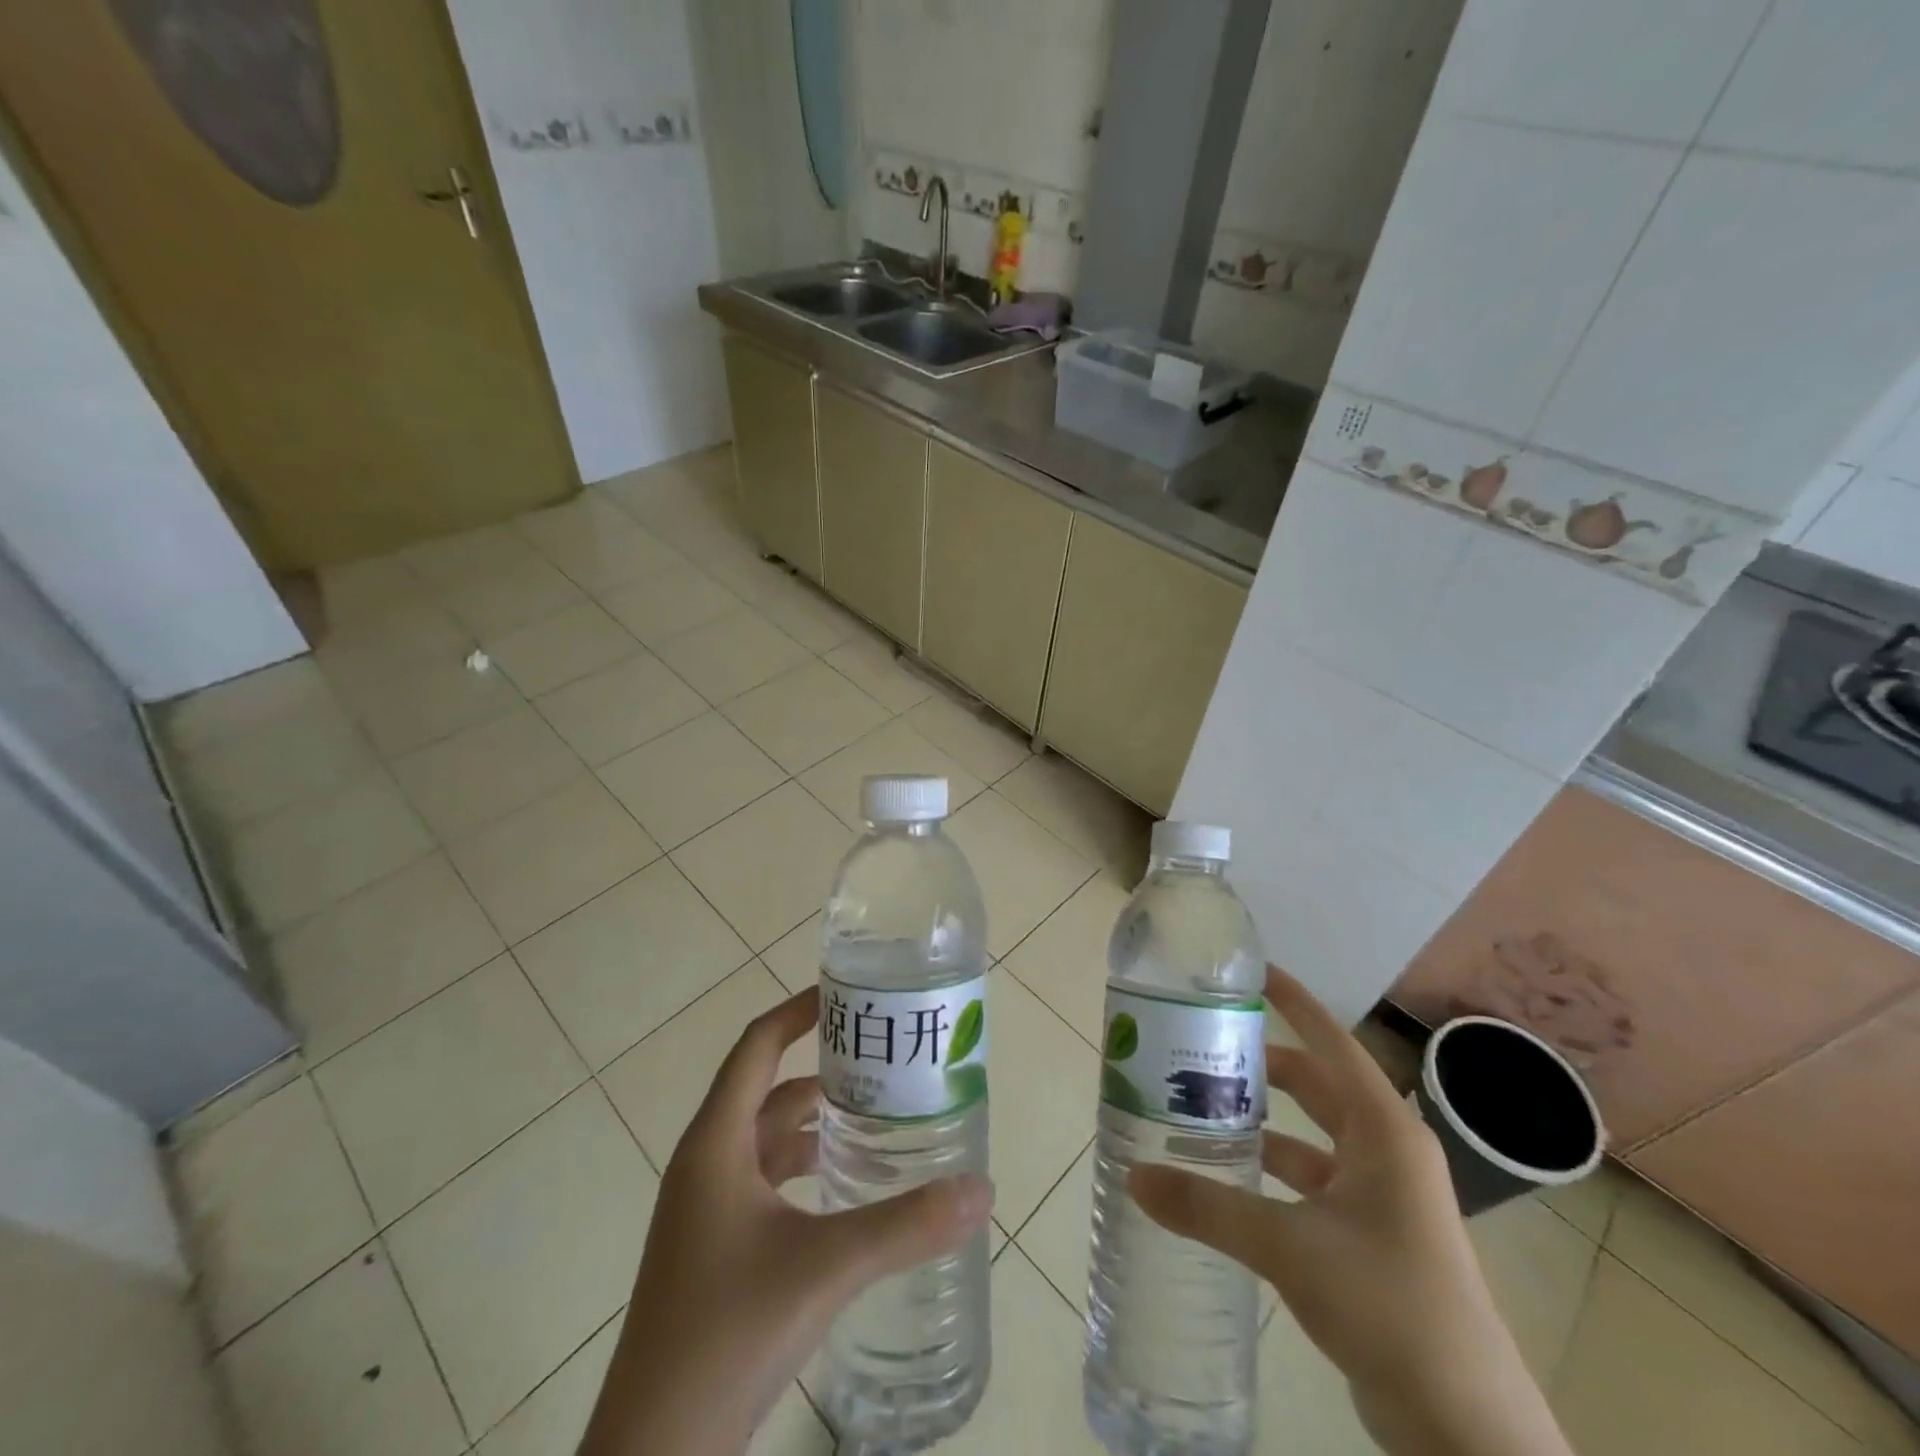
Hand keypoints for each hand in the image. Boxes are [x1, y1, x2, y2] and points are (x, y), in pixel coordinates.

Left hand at [579, 987, 993, 1455]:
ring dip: (815, 1121)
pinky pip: (764, 1181)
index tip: (846, 995)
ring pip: (767, 1138)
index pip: (757, 1046)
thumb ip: (906, 1226)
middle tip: (882, 1059)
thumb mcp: (825, 1268)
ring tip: (876, 1114)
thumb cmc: (727, 1334)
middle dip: (822, 1069)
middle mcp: (706, 1163)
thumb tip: (981, 1189)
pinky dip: (803, 1166)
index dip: (797, 1011)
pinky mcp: (715, 1247)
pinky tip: (846, 1186)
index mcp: (715, 1144)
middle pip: (767, 1089)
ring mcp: (706, 1208)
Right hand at [1130, 965, 1571, 1455]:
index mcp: (1383, 1131)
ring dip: (1263, 1122)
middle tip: (1203, 1046)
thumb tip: (1133, 1176)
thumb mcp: (1289, 1246)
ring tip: (1201, 1107)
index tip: (1253, 971)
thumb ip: (1207, 1207)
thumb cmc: (1388, 1304)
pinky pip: (1311, 1182)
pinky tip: (1229, 1177)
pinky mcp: (1371, 1237)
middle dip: (1262, 1065)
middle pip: (1316, 1086)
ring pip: (1310, 1137)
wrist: (1464, 1428)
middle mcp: (1385, 1151)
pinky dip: (1273, 1172)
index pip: (1332, 1043)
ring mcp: (1381, 1197)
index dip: (1294, 1003)